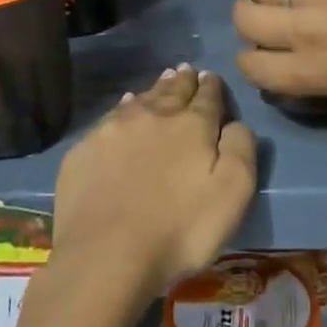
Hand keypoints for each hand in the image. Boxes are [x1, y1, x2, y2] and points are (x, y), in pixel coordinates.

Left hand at [50, 65, 257, 298]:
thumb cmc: (179, 229)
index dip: (212, 87)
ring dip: (155, 89)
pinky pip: (111, 117)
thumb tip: (236, 123)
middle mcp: (154, 115)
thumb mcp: (232, 194)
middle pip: (172, 91)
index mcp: (192, 125)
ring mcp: (115, 129)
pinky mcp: (85, 148)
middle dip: (183, 81)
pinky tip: (125, 106)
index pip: (207, 97)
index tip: (211, 77)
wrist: (105, 255)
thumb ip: (241, 149)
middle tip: (187, 70)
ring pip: (141, 99)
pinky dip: (123, 108)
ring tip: (163, 80)